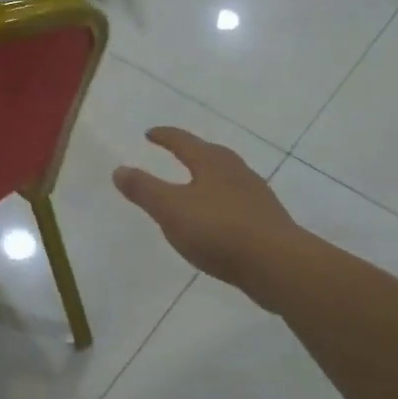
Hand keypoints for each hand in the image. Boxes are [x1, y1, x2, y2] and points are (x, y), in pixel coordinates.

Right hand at [113, 128, 299, 302]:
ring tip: (195, 186)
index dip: (164, 136)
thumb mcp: (170, 209)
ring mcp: (256, 195)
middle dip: (192, 152)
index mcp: (211, 162)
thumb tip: (119, 169)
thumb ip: (144, 189)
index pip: (183, 142)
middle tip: (176, 152)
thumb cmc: (219, 230)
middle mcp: (236, 171)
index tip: (150, 134)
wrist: (278, 264)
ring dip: (209, 178)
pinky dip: (222, 202)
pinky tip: (218, 219)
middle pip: (210, 154)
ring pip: (227, 178)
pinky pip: (238, 202)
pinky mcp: (267, 220)